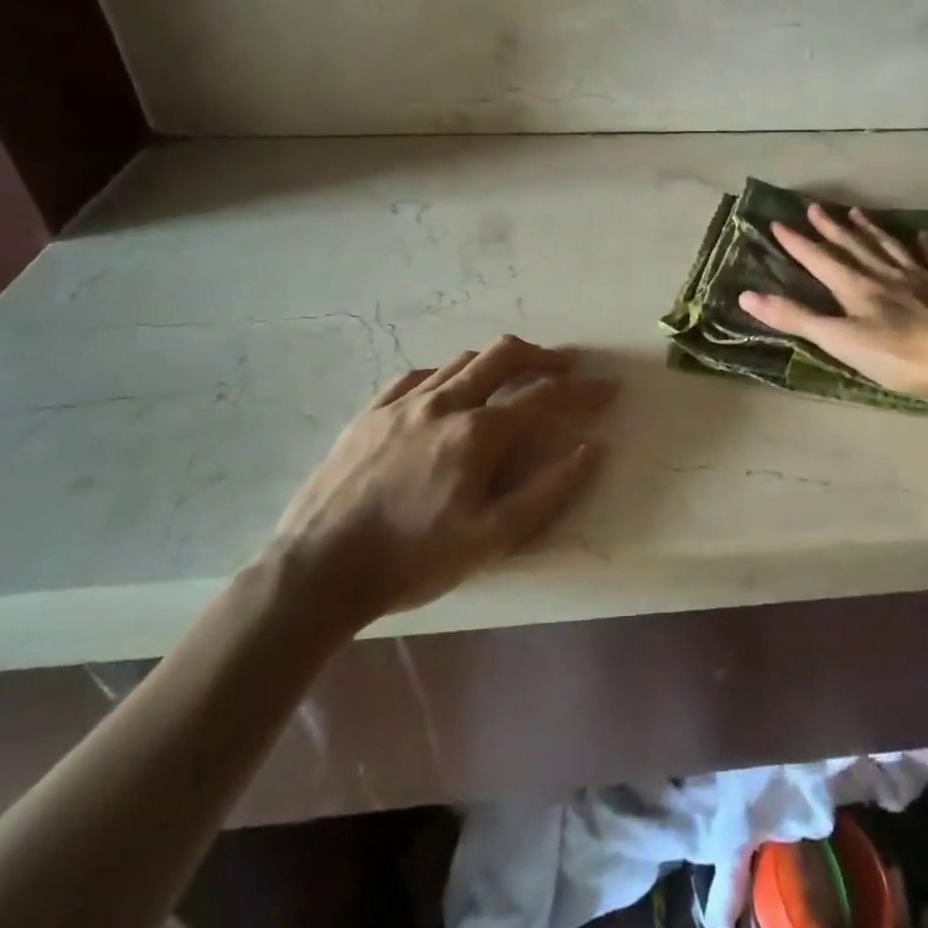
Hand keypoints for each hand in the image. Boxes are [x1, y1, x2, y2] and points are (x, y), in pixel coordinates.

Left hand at [270, 336, 618, 632]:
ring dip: (497, 364)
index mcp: (477, 433)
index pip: (544, 397)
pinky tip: (450, 392)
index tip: (609, 388)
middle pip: (504, 356)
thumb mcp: (492, 539)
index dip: (583, 391)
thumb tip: (591, 450)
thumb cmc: (413, 560)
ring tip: (513, 380)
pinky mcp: (370, 413)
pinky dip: (450, 375)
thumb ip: (548, 492)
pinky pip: (420, 376)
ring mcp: (403, 404)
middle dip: (543, 355)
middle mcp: (444, 403)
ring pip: (463, 361)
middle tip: (566, 366)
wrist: (318, 572)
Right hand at [738, 203, 927, 399]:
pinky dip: (926, 245)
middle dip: (831, 227)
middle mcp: (885, 274)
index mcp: (856, 287)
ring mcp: (920, 277)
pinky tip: (922, 235)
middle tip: (814, 207)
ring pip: (889, 246)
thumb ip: (796, 318)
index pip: (819, 259)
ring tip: (857, 211)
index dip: (797, 243)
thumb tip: (747, 296)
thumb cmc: (898, 356)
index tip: (777, 223)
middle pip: (853, 245)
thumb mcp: (839, 341)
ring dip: (870, 229)